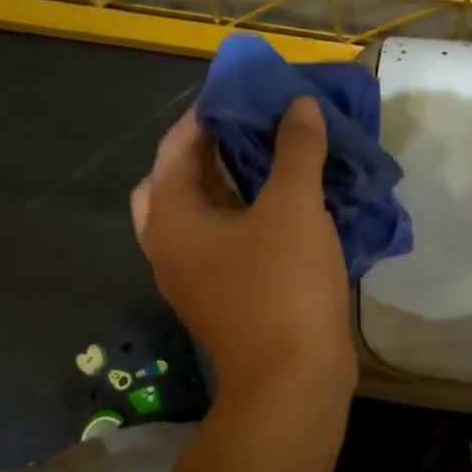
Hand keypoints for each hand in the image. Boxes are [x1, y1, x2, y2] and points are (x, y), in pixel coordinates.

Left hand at [132, 98, 354, 395]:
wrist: (295, 379)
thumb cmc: (284, 287)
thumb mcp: (293, 208)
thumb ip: (296, 150)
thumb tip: (300, 106)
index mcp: (172, 218)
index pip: (178, 145)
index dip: (212, 112)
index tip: (250, 92)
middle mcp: (172, 246)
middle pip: (184, 180)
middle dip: (219, 150)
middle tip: (258, 129)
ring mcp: (199, 276)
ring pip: (210, 213)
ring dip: (240, 184)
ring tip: (281, 159)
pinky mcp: (229, 296)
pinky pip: (233, 241)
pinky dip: (255, 217)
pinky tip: (295, 205)